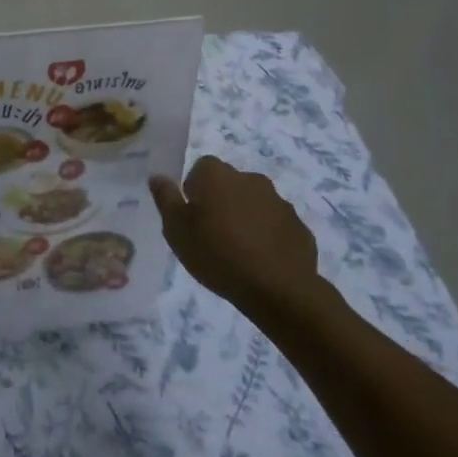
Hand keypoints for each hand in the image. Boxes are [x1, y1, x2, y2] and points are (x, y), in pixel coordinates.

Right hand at [148, 156, 331, 321]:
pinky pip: (277, 226)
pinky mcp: (300, 228)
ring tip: (239, 252)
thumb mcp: (176, 228)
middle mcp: (250, 179)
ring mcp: (280, 202)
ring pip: (255, 204)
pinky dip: (268, 237)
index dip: (194, 190)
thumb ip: (165, 198)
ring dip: (247, 218)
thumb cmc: (216, 253)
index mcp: (217, 175)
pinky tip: (262, 262)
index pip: (201, 168)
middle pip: (230, 184)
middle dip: (222, 202)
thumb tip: (157, 176)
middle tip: (213, 234)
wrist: (277, 289)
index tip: (192, 217)